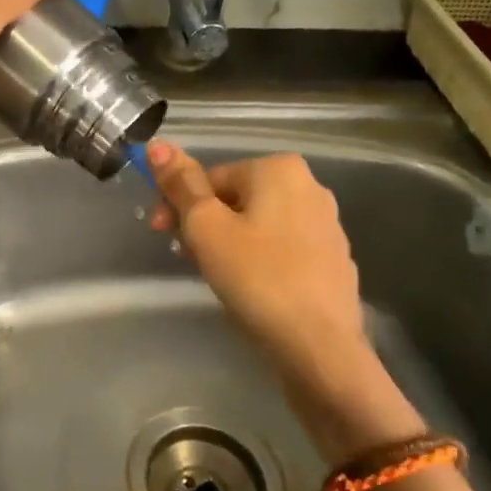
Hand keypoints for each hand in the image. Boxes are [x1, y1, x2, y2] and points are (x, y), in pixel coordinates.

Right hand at [147, 141, 415, 453]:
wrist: (319, 345)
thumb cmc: (256, 277)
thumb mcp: (206, 227)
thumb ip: (181, 184)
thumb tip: (157, 144)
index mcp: (279, 169)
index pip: (210, 177)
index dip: (178, 205)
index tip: (161, 235)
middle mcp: (310, 186)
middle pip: (235, 199)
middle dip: (205, 225)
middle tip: (188, 259)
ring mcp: (327, 225)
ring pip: (258, 224)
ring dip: (228, 243)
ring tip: (216, 277)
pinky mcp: (333, 260)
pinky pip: (282, 249)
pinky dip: (258, 261)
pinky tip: (250, 290)